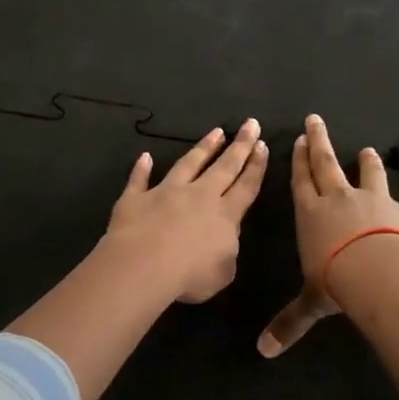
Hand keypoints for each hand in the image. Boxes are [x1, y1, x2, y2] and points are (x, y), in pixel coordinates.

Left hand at [104, 119, 268, 303]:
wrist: (144, 265)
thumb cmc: (190, 275)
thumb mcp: (223, 273)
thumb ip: (226, 253)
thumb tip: (221, 242)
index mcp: (225, 215)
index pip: (246, 186)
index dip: (256, 166)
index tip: (262, 145)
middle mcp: (199, 196)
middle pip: (224, 166)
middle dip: (240, 145)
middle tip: (251, 124)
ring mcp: (166, 192)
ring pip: (189, 163)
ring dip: (203, 147)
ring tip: (216, 132)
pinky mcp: (137, 198)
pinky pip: (139, 179)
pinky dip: (141, 168)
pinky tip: (144, 156)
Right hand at [258, 114, 398, 356]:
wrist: (380, 271)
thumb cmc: (336, 282)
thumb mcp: (310, 303)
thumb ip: (290, 323)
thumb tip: (263, 352)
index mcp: (311, 214)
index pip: (301, 181)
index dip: (299, 161)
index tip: (299, 140)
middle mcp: (339, 199)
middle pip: (327, 163)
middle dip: (319, 141)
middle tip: (316, 120)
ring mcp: (372, 200)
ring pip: (367, 174)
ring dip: (365, 162)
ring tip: (368, 150)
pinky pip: (397, 203)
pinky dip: (397, 204)